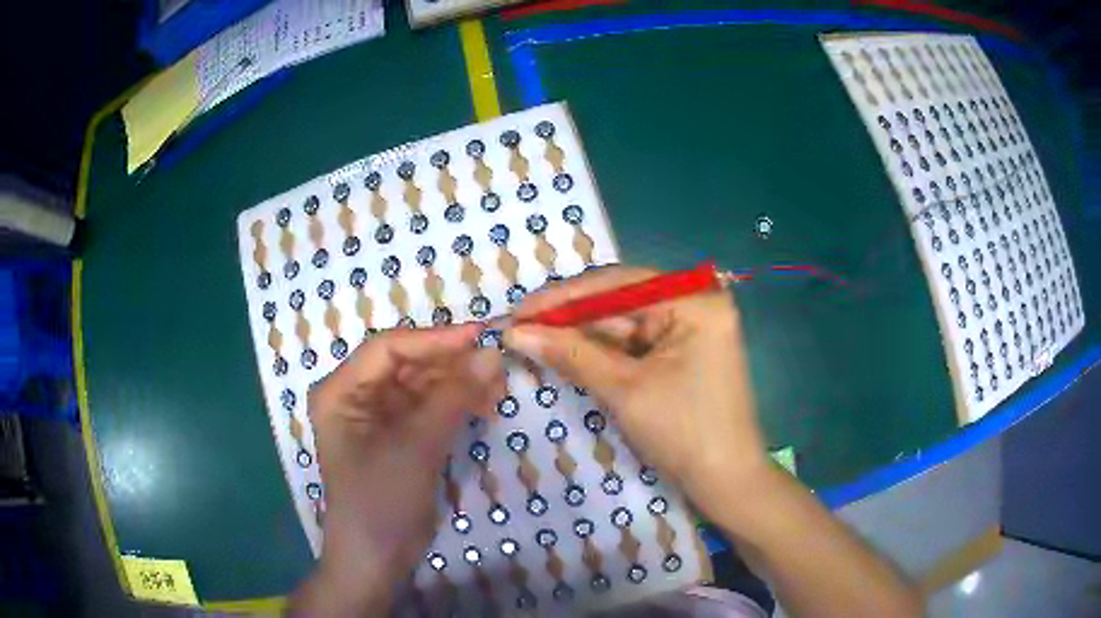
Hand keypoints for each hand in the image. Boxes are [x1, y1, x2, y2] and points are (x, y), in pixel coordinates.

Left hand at [291, 324, 505, 615]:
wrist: (378, 559)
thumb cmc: (381, 500)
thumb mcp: (416, 446)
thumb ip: (453, 397)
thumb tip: (492, 354)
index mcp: (341, 390)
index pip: (388, 348)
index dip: (434, 339)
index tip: (480, 336)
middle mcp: (357, 396)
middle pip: (408, 364)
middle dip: (452, 365)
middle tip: (497, 367)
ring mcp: (379, 418)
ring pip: (423, 385)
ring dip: (459, 384)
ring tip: (498, 390)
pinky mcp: (400, 437)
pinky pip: (430, 409)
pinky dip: (457, 406)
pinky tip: (485, 407)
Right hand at [503, 267, 767, 520]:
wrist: (725, 481)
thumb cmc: (683, 434)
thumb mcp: (624, 390)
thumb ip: (570, 353)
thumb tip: (515, 332)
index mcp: (694, 302)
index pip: (618, 285)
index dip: (564, 298)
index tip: (519, 310)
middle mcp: (696, 303)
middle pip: (621, 300)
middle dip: (571, 317)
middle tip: (520, 326)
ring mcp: (691, 327)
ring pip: (624, 322)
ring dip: (583, 334)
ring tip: (534, 339)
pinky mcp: (684, 350)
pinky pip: (636, 342)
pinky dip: (603, 351)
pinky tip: (568, 352)